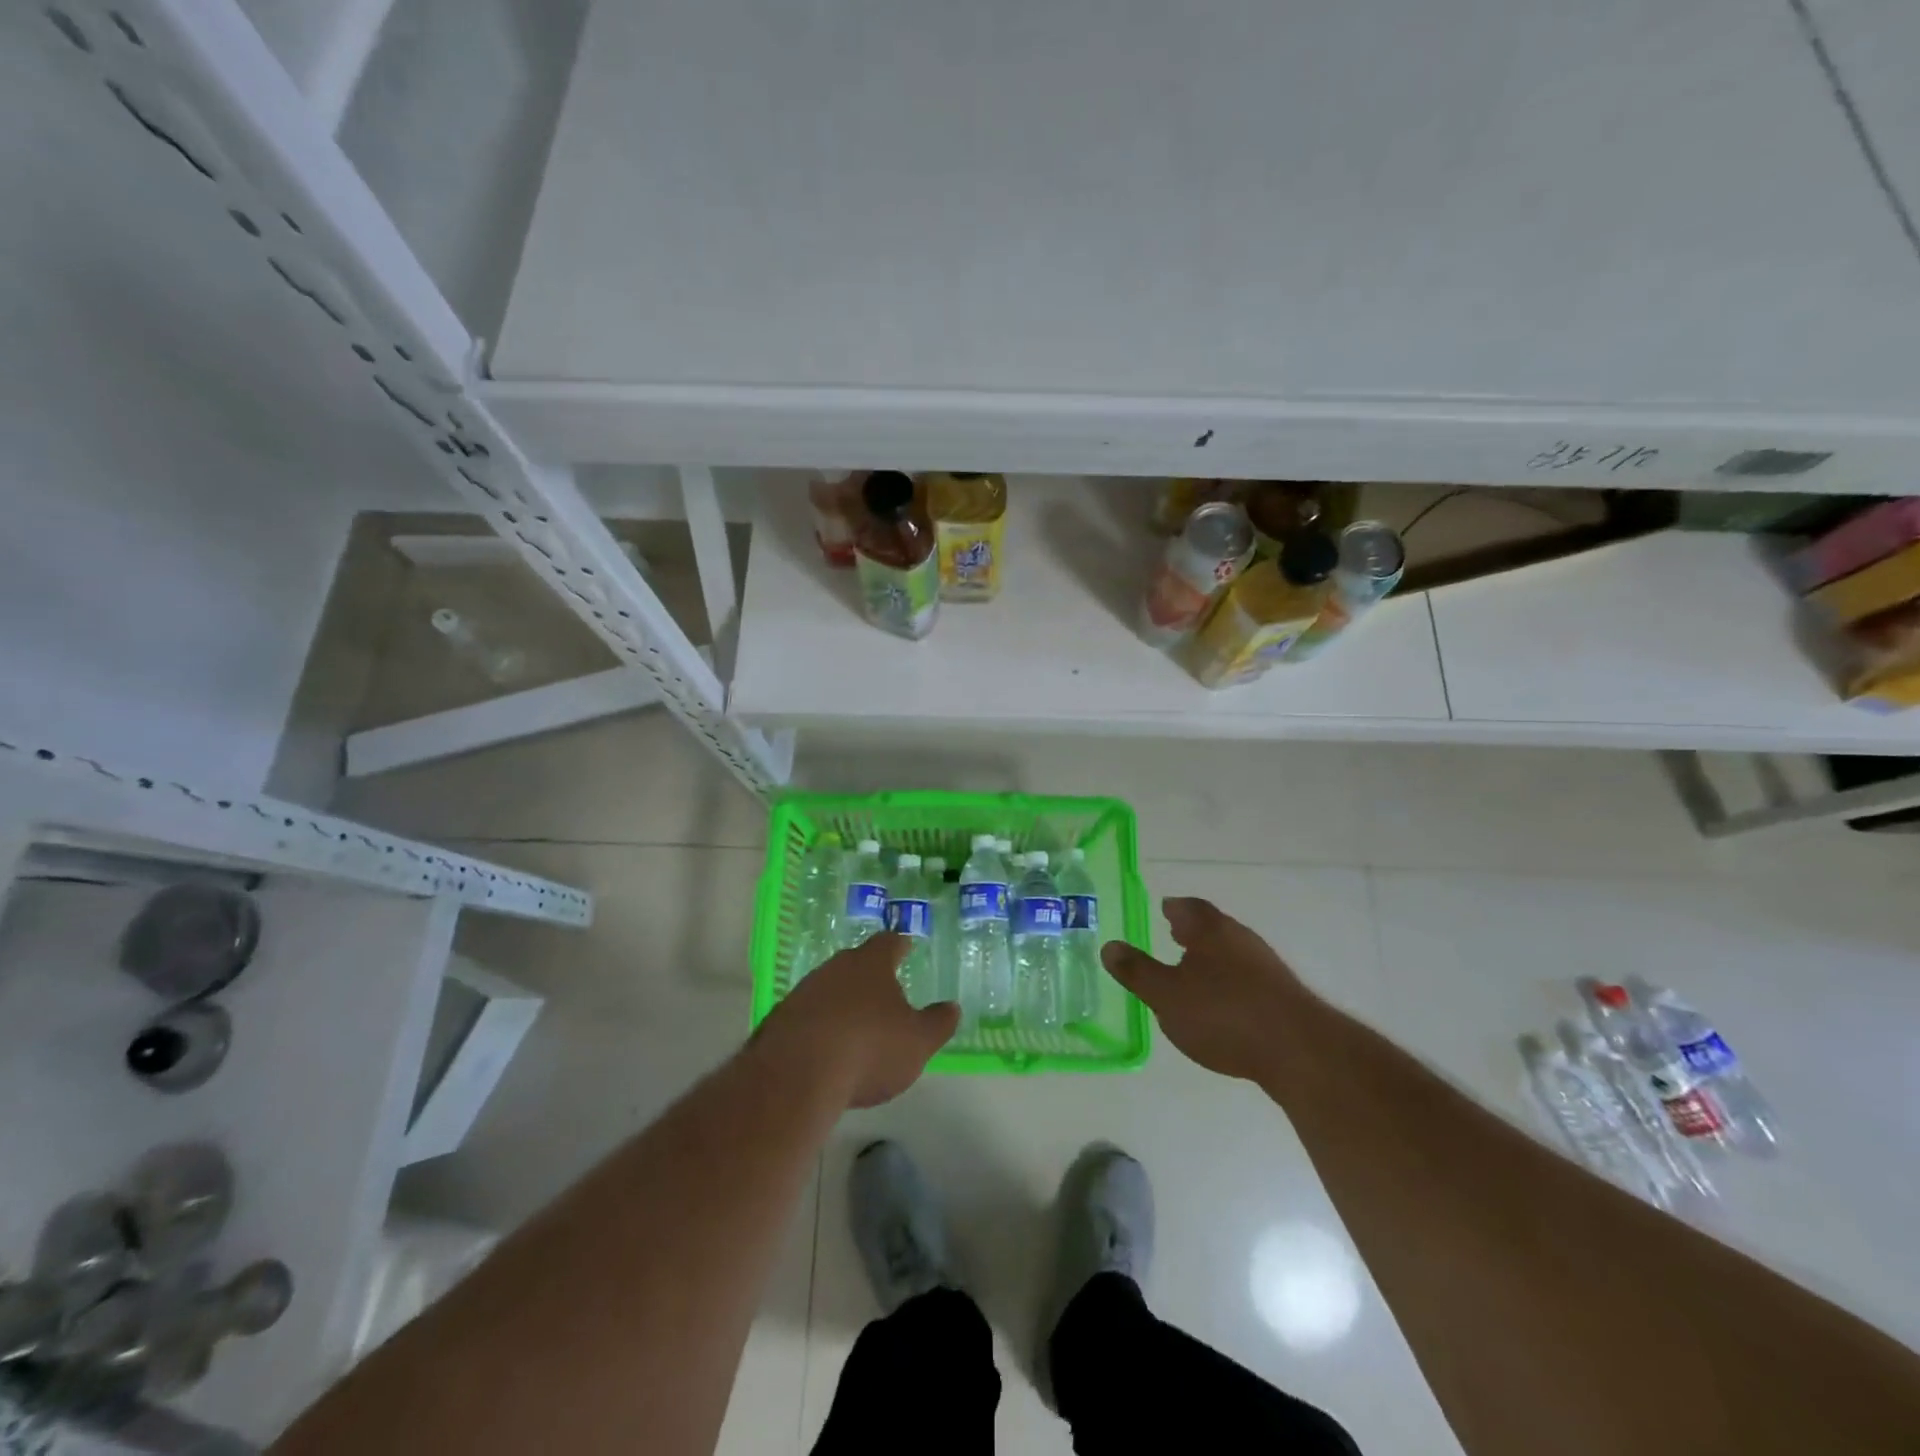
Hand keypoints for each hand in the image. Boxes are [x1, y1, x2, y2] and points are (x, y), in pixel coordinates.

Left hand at [756, 934, 959, 1108]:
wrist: (796, 1076)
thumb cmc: (869, 1049)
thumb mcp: (917, 1042)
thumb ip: (938, 1023)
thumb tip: (952, 1007)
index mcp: (871, 964)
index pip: (889, 943)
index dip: (900, 946)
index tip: (906, 948)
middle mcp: (835, 968)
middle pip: (855, 963)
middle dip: (869, 975)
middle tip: (883, 990)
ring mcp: (803, 992)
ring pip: (828, 987)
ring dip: (841, 1001)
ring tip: (855, 1025)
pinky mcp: (779, 1019)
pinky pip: (806, 1016)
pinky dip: (818, 1026)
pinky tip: (825, 1049)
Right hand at [1101, 897, 1313, 1082]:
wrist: (1299, 1052)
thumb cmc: (1223, 1014)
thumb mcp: (1166, 996)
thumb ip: (1137, 971)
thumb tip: (1109, 946)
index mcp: (1210, 931)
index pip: (1188, 908)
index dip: (1174, 907)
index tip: (1164, 908)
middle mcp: (1240, 939)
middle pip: (1214, 927)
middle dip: (1194, 930)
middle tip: (1174, 933)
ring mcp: (1266, 967)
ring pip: (1232, 952)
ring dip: (1212, 957)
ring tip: (1194, 969)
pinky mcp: (1282, 996)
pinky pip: (1247, 978)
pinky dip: (1230, 981)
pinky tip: (1223, 1003)